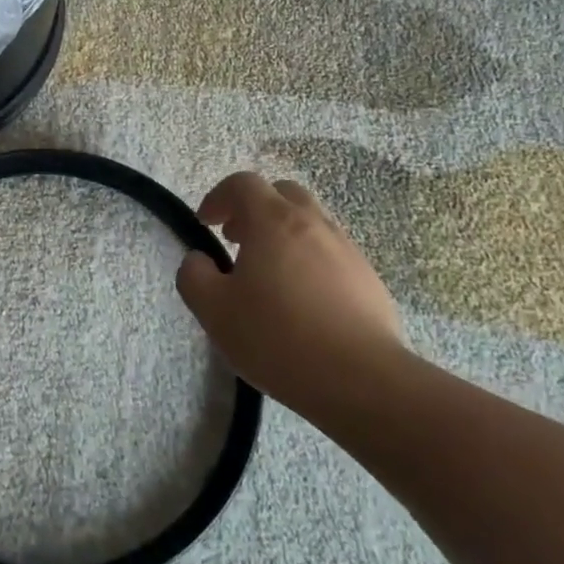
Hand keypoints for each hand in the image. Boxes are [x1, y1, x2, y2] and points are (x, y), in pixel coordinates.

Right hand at [176, 172, 409, 417]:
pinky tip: (303, 302)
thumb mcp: (213, 310)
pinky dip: (310, 262)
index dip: (218, 197)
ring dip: (284, 236)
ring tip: (269, 276)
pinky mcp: (369, 279)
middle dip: (255, 209)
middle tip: (237, 241)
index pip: (242, 184)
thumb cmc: (276, 337)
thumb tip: (199, 260)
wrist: (360, 379)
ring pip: (311, 223)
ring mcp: (347, 250)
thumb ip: (194, 276)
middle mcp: (313, 223)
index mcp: (273, 221)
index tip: (206, 224)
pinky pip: (332, 254)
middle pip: (283, 194)